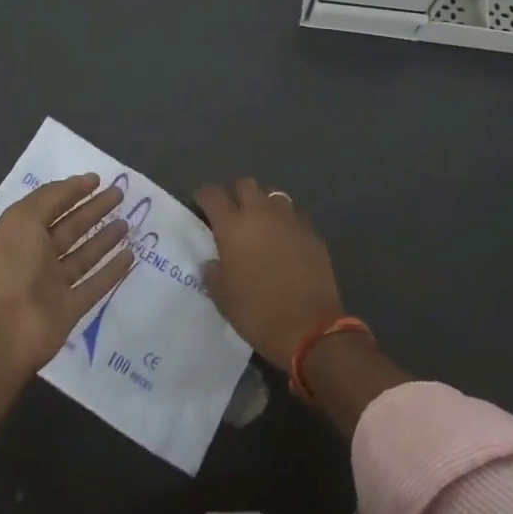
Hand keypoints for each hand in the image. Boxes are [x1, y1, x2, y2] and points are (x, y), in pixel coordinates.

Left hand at [0, 173, 135, 371]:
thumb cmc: (8, 266)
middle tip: (120, 195)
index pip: (50, 207)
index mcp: (20, 234)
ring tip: (127, 222)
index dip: (72, 192)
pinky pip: (93, 286)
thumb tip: (81, 181)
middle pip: (69, 229)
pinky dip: (111, 272)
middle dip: (93, 211)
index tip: (98, 179)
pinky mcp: (68, 310)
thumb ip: (52, 197)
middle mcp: (35, 257)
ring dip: (104, 239)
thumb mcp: (23, 218)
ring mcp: (52, 286)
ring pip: (83, 257)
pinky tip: (129, 256)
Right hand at [196, 178, 343, 365]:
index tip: (200, 205)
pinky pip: (295, 215)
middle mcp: (261, 214)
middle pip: (245, 184)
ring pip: (273, 196)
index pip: (212, 194)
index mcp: (233, 227)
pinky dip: (286, 222)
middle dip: (235, 194)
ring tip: (260, 225)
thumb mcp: (223, 299)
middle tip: (232, 215)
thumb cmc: (258, 314)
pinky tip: (285, 241)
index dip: (203, 196)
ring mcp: (290, 220)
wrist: (310, 329)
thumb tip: (212, 263)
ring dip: (263, 205)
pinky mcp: (312, 232)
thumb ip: (213, 274)